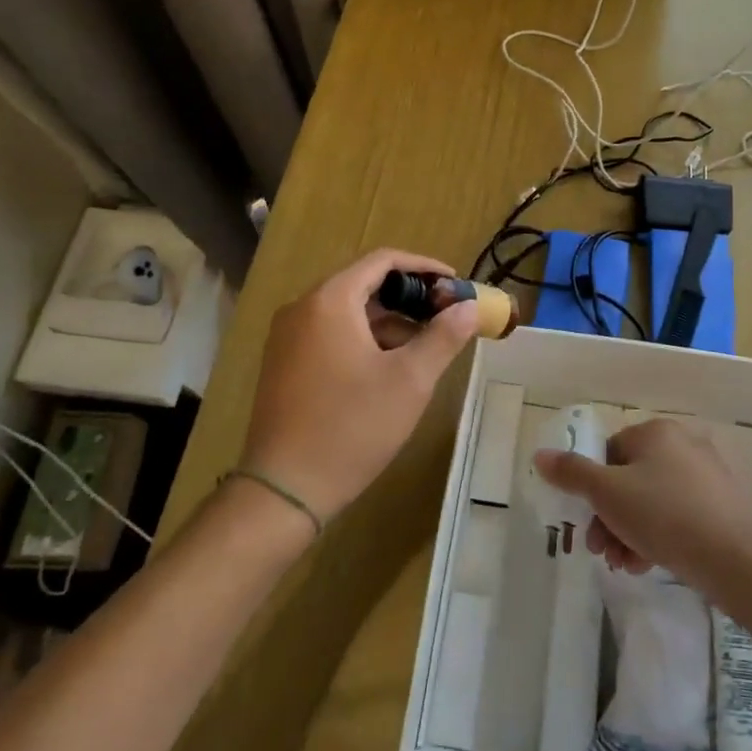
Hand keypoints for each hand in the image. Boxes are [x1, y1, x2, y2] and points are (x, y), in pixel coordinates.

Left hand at [243, 249, 480, 523]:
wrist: (285, 489)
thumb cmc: (352, 426)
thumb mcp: (410, 380)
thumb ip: (443, 336)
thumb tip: (467, 307)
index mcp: (330, 301)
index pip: (382, 261)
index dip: (425, 267)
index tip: (456, 285)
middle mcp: (302, 308)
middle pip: (364, 284)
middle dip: (409, 296)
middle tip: (445, 316)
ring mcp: (287, 337)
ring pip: (348, 311)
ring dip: (389, 320)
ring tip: (426, 345)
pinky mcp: (284, 363)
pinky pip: (331, 333)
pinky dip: (364, 338)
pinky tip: (389, 367)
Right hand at [533, 419, 751, 595]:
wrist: (741, 561)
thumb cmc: (666, 517)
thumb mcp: (608, 494)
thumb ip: (572, 473)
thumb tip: (540, 454)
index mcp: (656, 431)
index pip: (610, 452)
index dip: (592, 488)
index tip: (586, 522)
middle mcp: (684, 443)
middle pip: (630, 478)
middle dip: (610, 517)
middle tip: (602, 551)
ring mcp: (709, 474)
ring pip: (654, 500)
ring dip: (631, 531)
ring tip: (626, 564)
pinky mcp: (726, 505)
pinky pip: (681, 514)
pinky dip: (661, 536)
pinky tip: (650, 564)